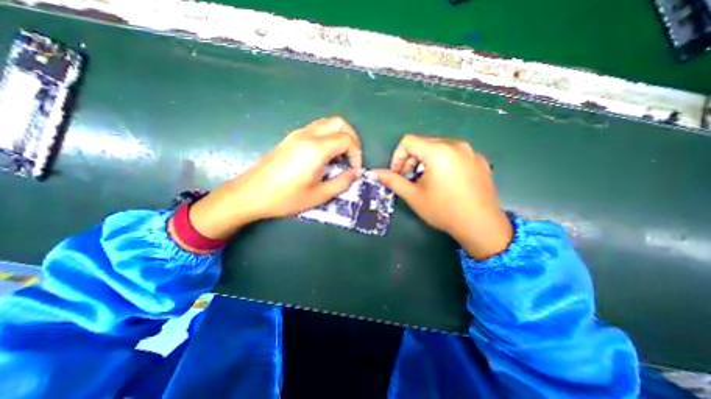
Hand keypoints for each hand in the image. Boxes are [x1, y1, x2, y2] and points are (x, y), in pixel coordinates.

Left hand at [183, 116, 362, 240]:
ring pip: (327, 123)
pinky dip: (328, 137)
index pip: (347, 140)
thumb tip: (357, 173)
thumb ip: (342, 182)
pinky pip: (316, 129)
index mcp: (316, 149)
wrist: (250, 194)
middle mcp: (308, 135)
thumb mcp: (319, 195)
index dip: (357, 153)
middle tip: (352, 157)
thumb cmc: (285, 198)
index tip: (355, 169)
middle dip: (352, 138)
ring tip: (340, 157)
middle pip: (339, 123)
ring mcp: (297, 134)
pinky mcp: (290, 138)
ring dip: (339, 136)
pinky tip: (325, 156)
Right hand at [373, 134, 511, 258]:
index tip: (397, 174)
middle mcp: (456, 145)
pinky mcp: (479, 160)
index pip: (408, 141)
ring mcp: (470, 152)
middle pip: (424, 143)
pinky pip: (454, 154)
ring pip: (438, 148)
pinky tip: (444, 182)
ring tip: (426, 181)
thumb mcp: (413, 196)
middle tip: (409, 179)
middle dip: (411, 160)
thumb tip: (374, 173)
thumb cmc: (443, 210)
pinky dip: (442, 163)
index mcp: (438, 151)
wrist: (481, 225)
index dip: (397, 157)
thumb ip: (392, 181)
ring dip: (426, 162)